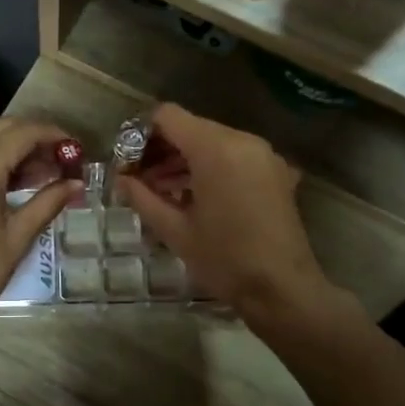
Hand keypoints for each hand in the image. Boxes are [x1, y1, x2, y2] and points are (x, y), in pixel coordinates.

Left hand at [0, 117, 80, 340]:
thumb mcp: (16, 238)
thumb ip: (47, 203)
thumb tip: (76, 184)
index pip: (24, 132)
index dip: (55, 136)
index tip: (77, 150)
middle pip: (3, 127)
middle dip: (36, 138)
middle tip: (62, 162)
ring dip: (14, 147)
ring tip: (42, 175)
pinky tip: (11, 183)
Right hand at [113, 104, 330, 320]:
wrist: (282, 289)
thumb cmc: (224, 260)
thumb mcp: (175, 231)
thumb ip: (143, 198)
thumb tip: (121, 179)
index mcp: (215, 149)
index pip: (168, 116)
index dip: (141, 134)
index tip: (127, 162)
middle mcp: (242, 141)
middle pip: (190, 127)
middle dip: (161, 150)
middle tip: (139, 181)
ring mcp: (263, 155)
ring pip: (211, 142)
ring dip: (184, 160)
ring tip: (161, 192)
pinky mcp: (274, 172)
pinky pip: (232, 156)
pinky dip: (208, 167)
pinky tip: (192, 197)